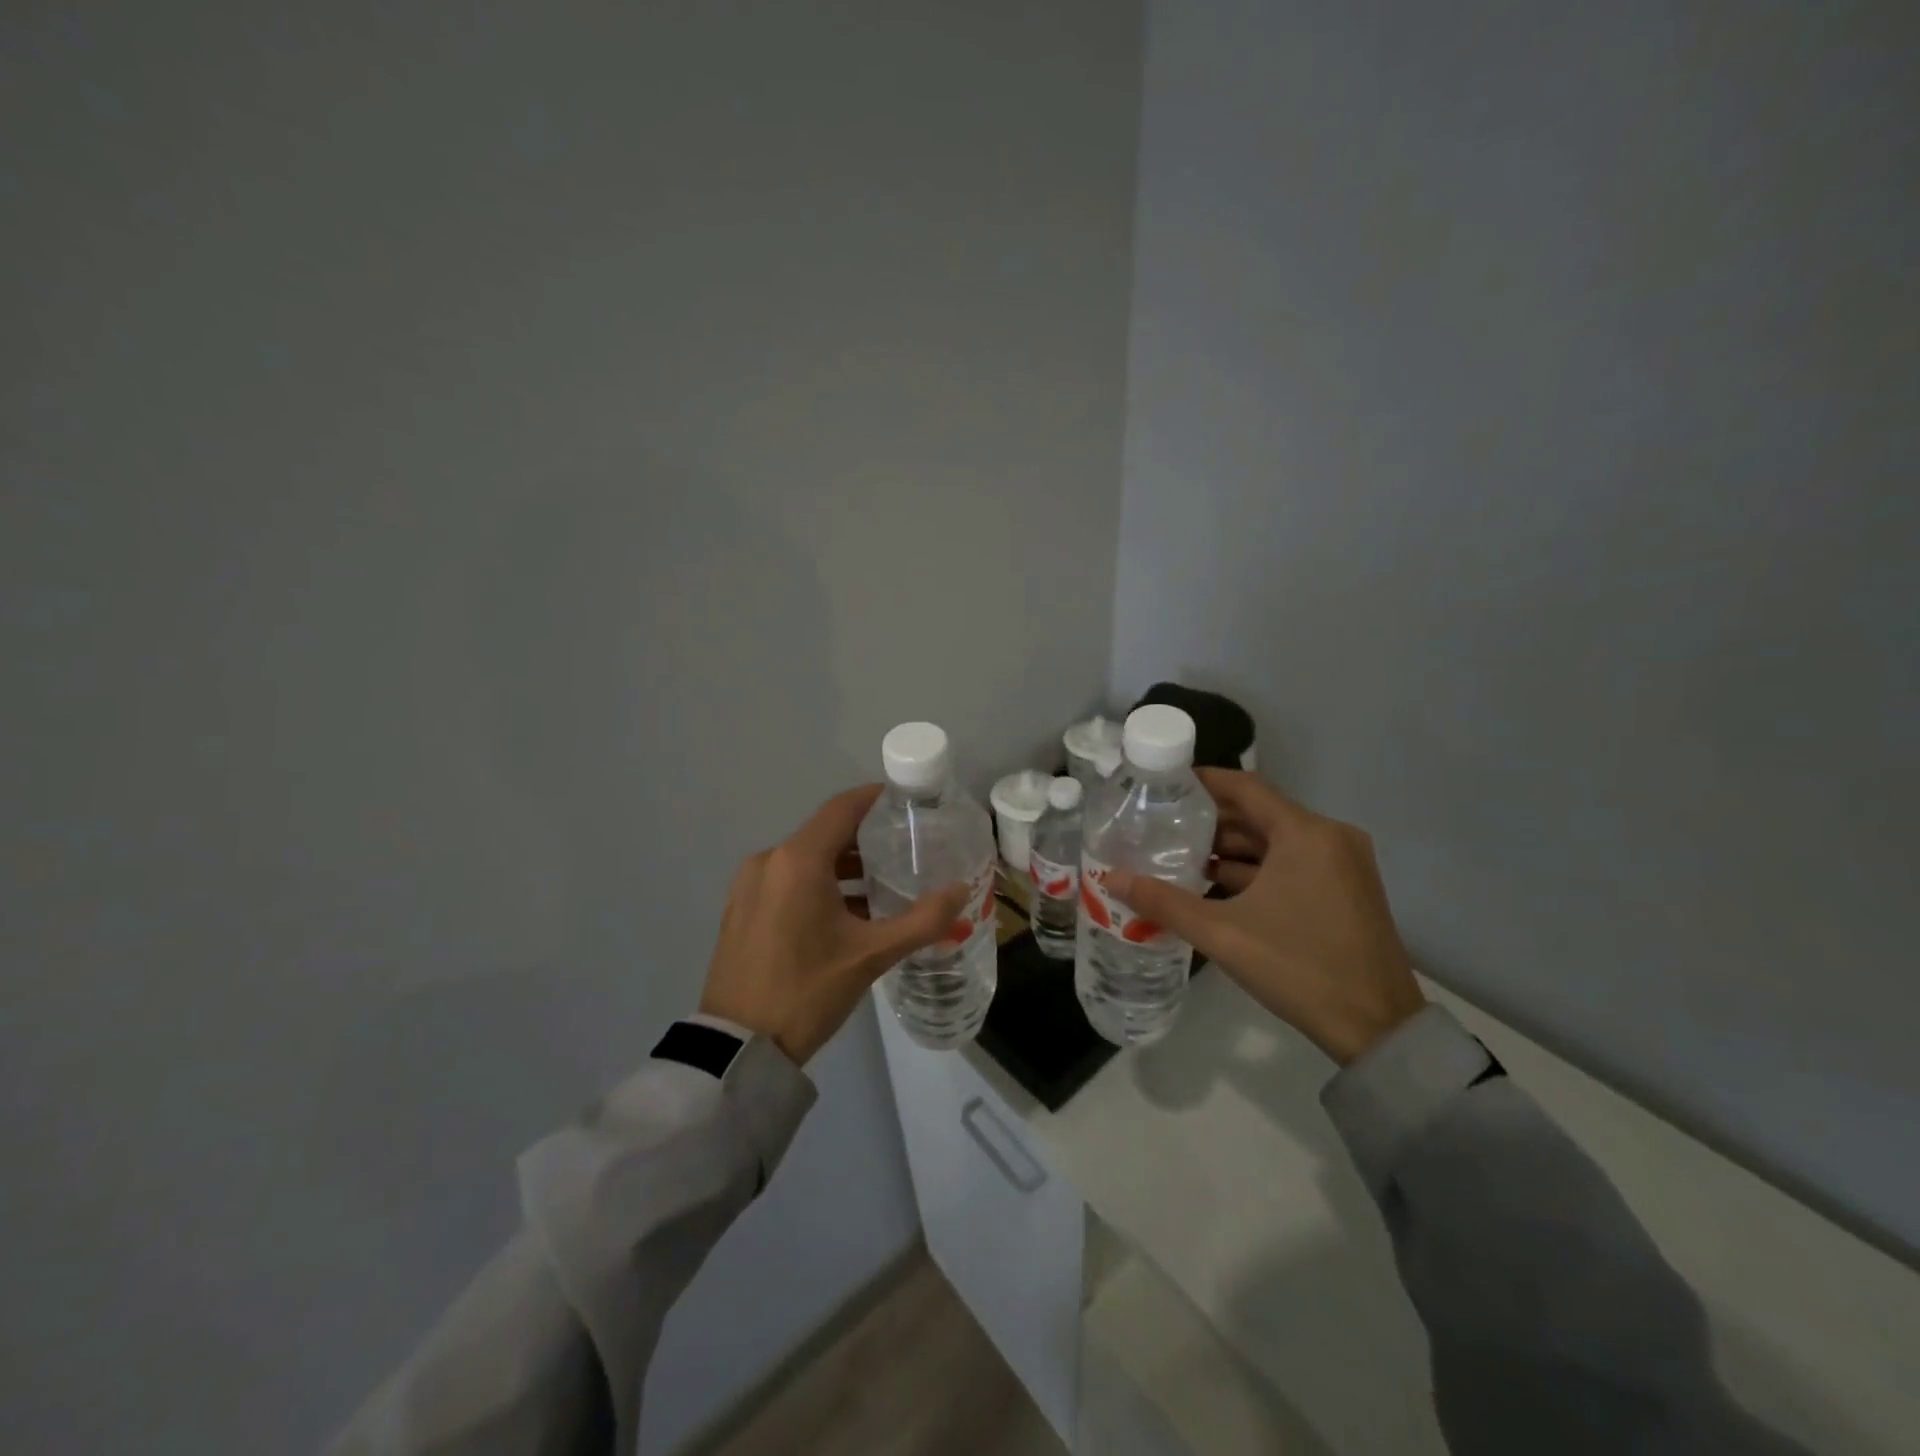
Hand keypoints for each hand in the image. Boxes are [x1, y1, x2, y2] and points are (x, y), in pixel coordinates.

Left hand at [700, 785, 971, 1065]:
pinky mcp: (741, 909)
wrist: (737, 1049)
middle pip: (826, 833)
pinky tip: (847, 913)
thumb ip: (922, 920)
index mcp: (798, 861)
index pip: (843, 808)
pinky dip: (818, 885)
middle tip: (907, 849)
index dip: (875, 799)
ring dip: (844, 867)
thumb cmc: (807, 991)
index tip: (907, 802)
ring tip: (884, 886)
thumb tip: (962, 890)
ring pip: (806, 859)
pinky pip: (787, 880)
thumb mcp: (871, 956)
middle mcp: (769, 861)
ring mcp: (749, 885)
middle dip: (866, 839)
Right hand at [1108, 769, 1426, 1065]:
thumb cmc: (1298, 968)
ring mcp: (1342, 864)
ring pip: (1274, 841)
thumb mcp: (1222, 933)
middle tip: (1161, 824)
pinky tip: (1215, 885)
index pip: (1245, 787)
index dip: (1203, 782)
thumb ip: (1163, 901)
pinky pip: (1292, 863)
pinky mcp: (1346, 890)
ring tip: (1179, 856)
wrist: (1378, 1029)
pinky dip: (1255, 869)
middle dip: (1209, 820)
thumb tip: (1110, 879)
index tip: (1163, 784)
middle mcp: (1329, 837)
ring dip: (1230, 849)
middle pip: (1259, 813)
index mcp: (1306, 834)